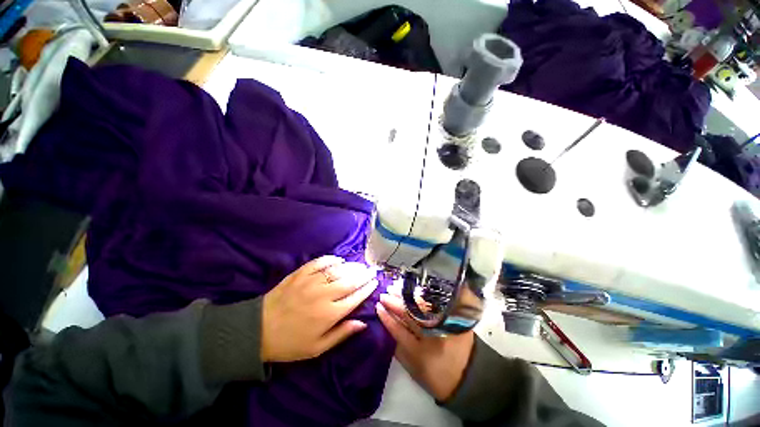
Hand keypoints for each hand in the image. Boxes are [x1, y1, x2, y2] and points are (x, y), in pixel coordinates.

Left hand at [261, 255, 377, 361]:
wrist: (258, 331)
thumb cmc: (291, 343)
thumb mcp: (317, 348)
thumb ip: (342, 333)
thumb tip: (363, 324)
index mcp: (329, 314)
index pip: (355, 298)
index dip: (367, 289)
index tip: (375, 283)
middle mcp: (323, 295)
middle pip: (350, 281)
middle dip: (364, 275)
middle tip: (372, 270)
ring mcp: (311, 282)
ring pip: (337, 270)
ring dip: (351, 267)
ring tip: (360, 266)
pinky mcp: (300, 274)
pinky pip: (319, 262)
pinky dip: (331, 259)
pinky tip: (339, 260)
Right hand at [376, 293, 473, 401]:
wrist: (468, 375)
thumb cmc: (436, 375)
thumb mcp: (413, 368)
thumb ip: (399, 348)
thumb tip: (387, 325)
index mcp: (420, 353)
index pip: (398, 330)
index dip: (387, 317)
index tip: (378, 307)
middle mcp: (432, 337)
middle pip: (409, 314)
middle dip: (394, 302)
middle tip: (384, 294)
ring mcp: (444, 325)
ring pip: (421, 306)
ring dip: (406, 296)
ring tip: (395, 288)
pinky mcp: (454, 318)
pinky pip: (435, 302)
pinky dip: (422, 296)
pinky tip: (413, 290)